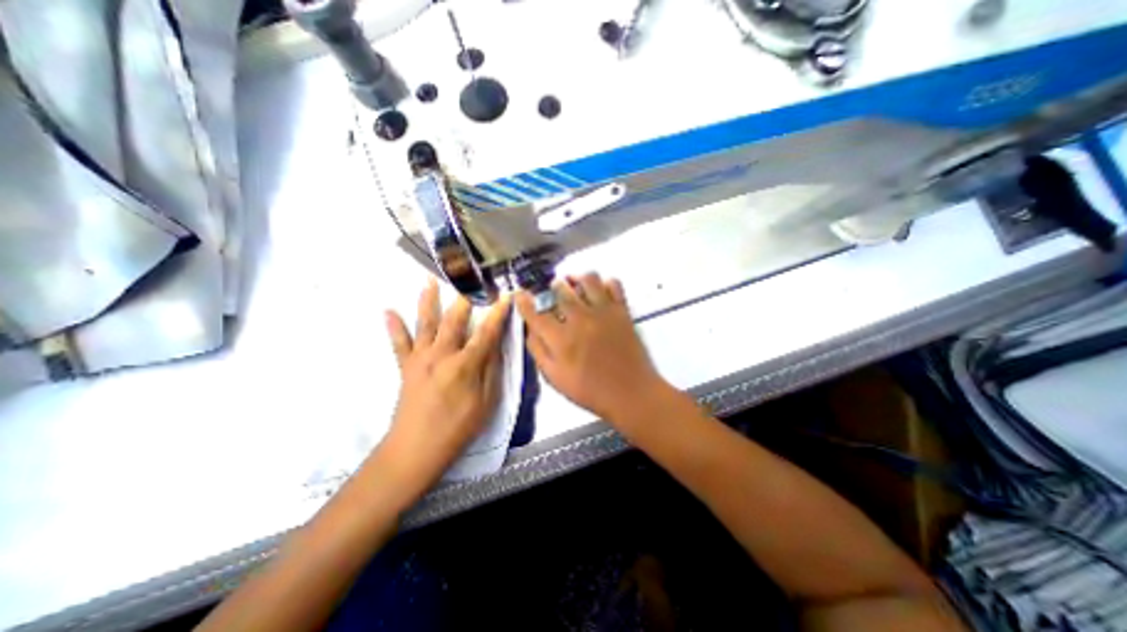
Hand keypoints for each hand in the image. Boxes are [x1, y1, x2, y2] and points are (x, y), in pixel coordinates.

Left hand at [378, 278, 510, 495]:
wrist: (415, 449)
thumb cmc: (457, 428)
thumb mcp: (486, 402)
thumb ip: (490, 370)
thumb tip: (494, 344)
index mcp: (465, 364)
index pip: (486, 332)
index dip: (497, 313)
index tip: (504, 296)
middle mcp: (441, 354)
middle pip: (454, 320)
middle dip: (464, 297)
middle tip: (469, 278)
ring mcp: (420, 359)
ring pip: (425, 323)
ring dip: (428, 300)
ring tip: (429, 280)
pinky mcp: (405, 367)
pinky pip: (399, 343)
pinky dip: (394, 327)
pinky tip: (388, 310)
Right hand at [519, 273, 667, 422]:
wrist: (630, 392)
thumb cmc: (590, 390)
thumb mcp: (555, 378)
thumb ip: (539, 351)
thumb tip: (530, 330)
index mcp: (561, 338)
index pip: (535, 312)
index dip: (524, 301)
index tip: (520, 294)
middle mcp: (580, 319)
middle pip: (560, 289)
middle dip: (553, 287)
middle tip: (554, 291)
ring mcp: (603, 311)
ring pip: (587, 278)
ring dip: (577, 278)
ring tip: (575, 285)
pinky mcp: (622, 310)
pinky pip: (613, 284)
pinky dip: (604, 283)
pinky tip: (600, 291)